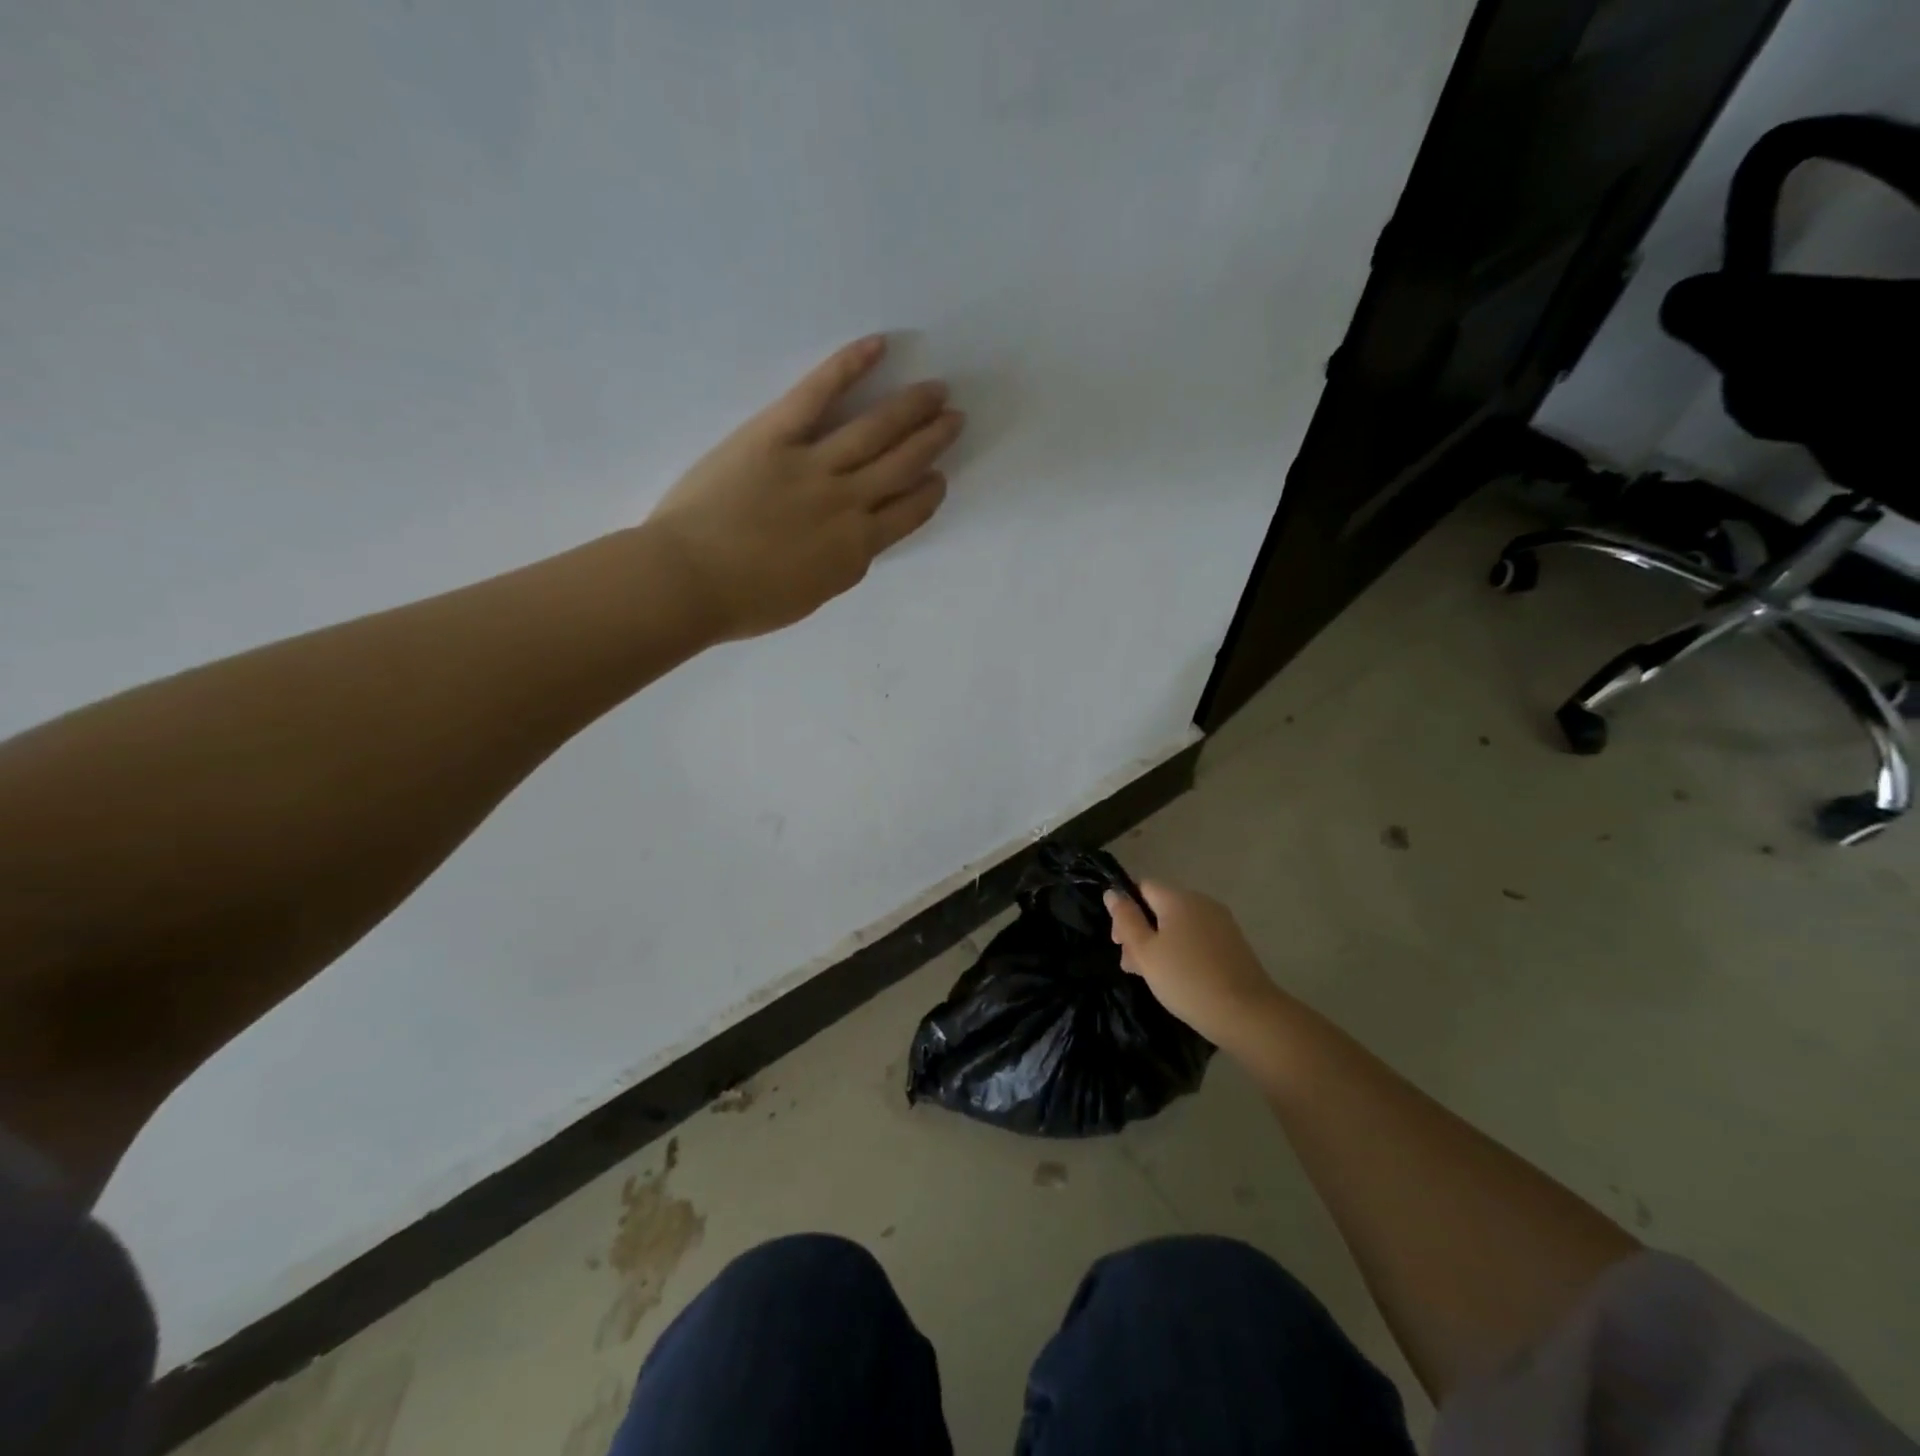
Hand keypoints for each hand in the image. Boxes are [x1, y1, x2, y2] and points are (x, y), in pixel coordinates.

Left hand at [643, 336, 963, 640]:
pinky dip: (849, 367)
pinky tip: (878, 346)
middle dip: (933, 441)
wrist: (688, 582)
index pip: (908, 514)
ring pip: (876, 430)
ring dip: (911, 408)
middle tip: (954, 418)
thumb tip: (855, 540)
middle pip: (902, 465)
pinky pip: (818, 394)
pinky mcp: (775, 435)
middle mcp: (847, 504)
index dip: (929, 493)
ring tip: (936, 389)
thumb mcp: (811, 595)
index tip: (940, 477)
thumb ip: (840, 565)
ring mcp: (814, 466)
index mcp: (855, 550)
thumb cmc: (744, 602)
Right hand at [1104, 881, 1284, 1050]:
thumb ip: (1126, 920)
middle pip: (1160, 907)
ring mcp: (1221, 922)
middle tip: (1132, 967)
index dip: (1125, 910)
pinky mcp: (1233, 943)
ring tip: (1154, 978)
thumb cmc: (1187, 980)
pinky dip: (1183, 951)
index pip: (1142, 887)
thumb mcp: (1146, 952)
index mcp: (1178, 898)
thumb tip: (1112, 893)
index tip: (1119, 943)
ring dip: (1160, 944)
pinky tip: (1180, 978)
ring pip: (1178, 925)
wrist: (1247, 1013)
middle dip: (1141, 932)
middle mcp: (1201, 902)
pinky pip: (1197, 938)